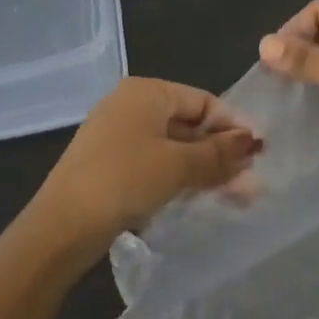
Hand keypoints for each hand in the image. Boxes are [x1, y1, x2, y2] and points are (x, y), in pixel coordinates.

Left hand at [27, 78, 260, 268]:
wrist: (61, 227)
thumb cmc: (125, 180)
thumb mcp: (179, 165)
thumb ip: (219, 152)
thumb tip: (254, 142)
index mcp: (146, 91)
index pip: (203, 101)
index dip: (233, 126)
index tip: (258, 155)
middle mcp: (130, 105)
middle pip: (188, 124)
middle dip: (220, 152)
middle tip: (249, 183)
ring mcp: (116, 135)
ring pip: (172, 147)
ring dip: (203, 169)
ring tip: (233, 197)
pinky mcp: (108, 164)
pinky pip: (154, 163)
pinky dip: (178, 177)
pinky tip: (197, 199)